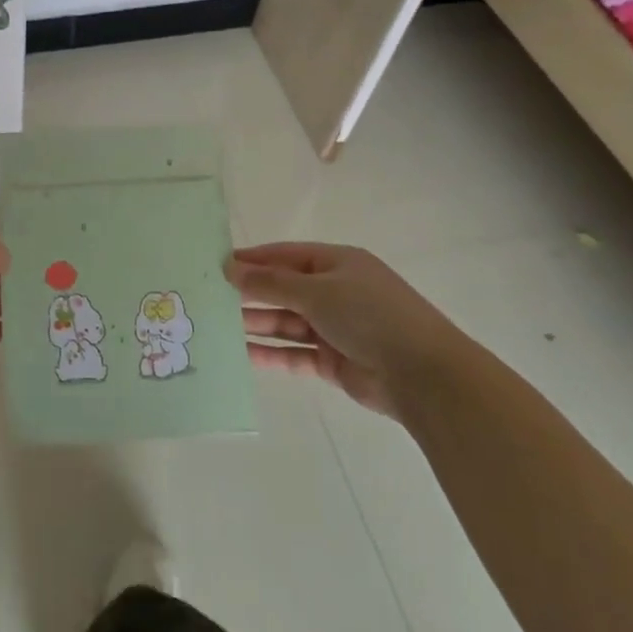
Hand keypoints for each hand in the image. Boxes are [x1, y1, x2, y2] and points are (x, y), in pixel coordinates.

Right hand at [226, 243, 467, 418]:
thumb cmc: (370, 315)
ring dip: (255, 324)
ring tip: (217, 326)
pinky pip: (294, 353)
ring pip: (286, 323)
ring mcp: (335, 328)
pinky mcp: (334, 361)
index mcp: (337, 263)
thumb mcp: (316, 290)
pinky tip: (242, 355)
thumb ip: (270, 282)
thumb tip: (229, 268)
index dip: (252, 260)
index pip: (285, 256)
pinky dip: (270, 354)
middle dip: (249, 294)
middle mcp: (335, 292)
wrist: (424, 376)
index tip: (215, 264)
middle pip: (283, 290)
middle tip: (208, 298)